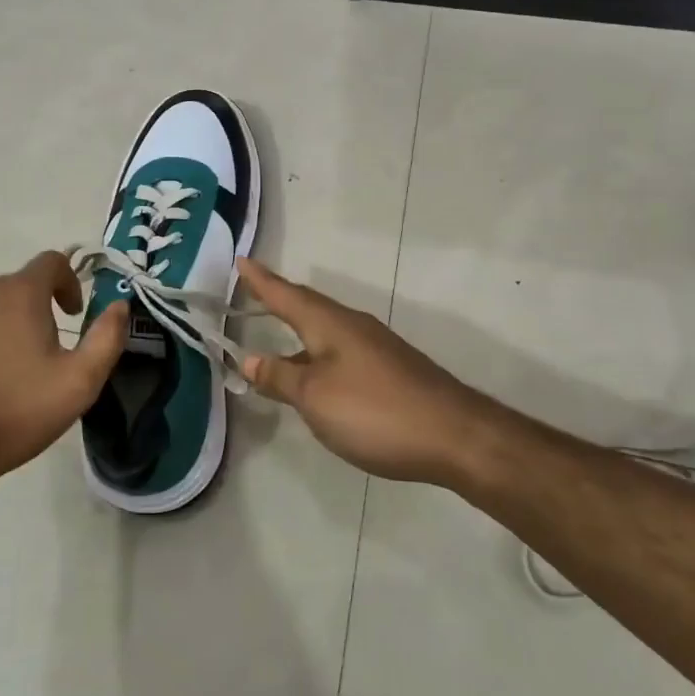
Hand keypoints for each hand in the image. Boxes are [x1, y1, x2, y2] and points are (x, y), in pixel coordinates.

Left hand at [0, 252, 126, 496]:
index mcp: (18, 293)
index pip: (52, 261)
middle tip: (47, 352)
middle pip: (18, 286)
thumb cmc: (14, 412)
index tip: (74, 314)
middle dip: (38, 308)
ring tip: (11, 370)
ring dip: (5, 325)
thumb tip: (121, 305)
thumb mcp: (79, 382)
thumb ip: (107, 338)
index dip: (70, 281)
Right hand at [237, 258, 491, 484]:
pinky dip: (316, 353)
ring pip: (325, 330)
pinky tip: (314, 376)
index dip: (261, 280)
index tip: (240, 260)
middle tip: (252, 290)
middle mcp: (352, 325)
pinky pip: (340, 350)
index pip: (286, 295)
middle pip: (307, 307)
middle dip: (278, 299)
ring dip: (297, 329)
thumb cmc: (374, 410)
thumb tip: (249, 359)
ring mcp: (374, 347)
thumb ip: (280, 377)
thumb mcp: (315, 396)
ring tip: (273, 334)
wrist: (454, 435)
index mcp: (329, 324)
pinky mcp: (389, 370)